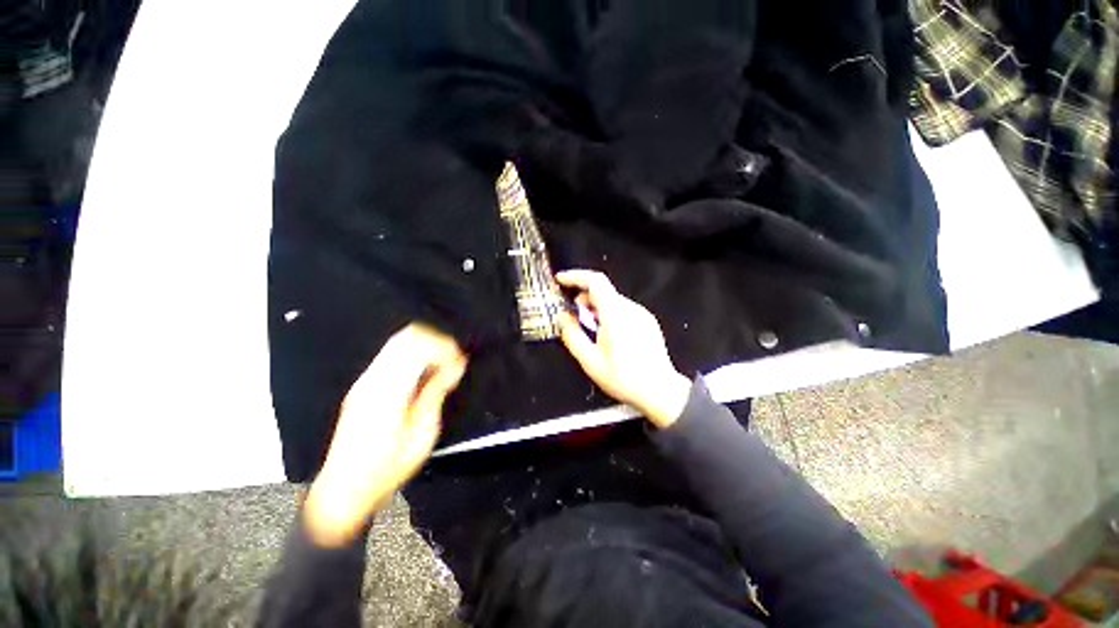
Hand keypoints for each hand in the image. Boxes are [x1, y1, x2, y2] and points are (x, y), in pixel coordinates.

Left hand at [304, 323, 466, 546]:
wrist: (343, 489)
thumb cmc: (388, 468)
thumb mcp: (423, 434)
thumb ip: (437, 393)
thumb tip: (456, 365)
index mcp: (388, 392)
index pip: (418, 347)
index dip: (445, 347)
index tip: (461, 362)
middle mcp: (372, 379)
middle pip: (406, 337)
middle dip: (437, 341)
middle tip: (454, 360)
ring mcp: (364, 380)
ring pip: (398, 342)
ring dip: (425, 346)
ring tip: (443, 365)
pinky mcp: (362, 384)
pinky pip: (392, 354)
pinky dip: (414, 354)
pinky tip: (425, 372)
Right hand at [556, 269, 691, 428]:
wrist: (660, 391)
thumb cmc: (623, 378)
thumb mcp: (590, 361)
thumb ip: (572, 336)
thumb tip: (562, 318)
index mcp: (615, 314)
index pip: (595, 281)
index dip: (575, 277)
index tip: (560, 280)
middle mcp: (631, 308)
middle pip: (603, 290)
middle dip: (583, 296)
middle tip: (572, 314)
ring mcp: (641, 314)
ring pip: (612, 300)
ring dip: (595, 306)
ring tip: (588, 327)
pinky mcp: (647, 321)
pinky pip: (623, 309)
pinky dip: (608, 313)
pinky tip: (605, 333)